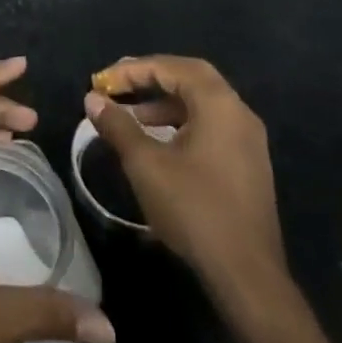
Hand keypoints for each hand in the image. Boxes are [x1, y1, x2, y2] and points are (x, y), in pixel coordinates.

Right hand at [85, 55, 286, 289]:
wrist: (247, 275)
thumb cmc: (195, 210)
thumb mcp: (146, 165)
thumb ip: (118, 126)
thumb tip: (93, 99)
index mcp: (219, 105)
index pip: (172, 67)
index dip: (134, 69)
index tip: (103, 82)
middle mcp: (239, 113)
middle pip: (191, 78)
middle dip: (152, 78)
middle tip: (119, 86)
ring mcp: (248, 140)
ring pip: (202, 104)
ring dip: (165, 103)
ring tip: (132, 118)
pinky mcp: (248, 164)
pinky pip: (211, 126)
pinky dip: (182, 123)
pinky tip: (159, 144)